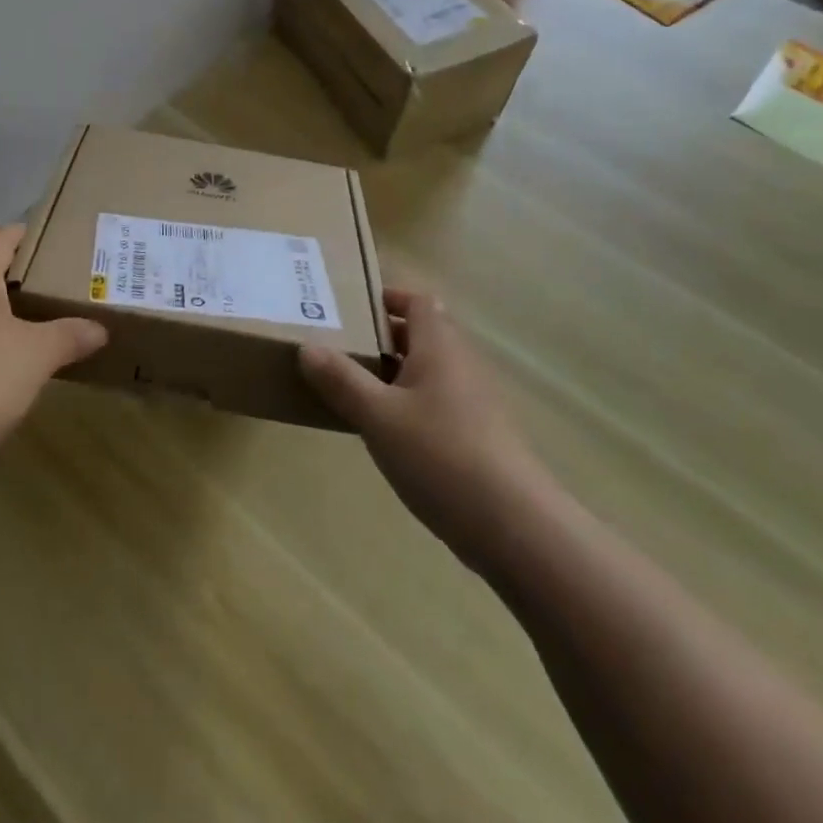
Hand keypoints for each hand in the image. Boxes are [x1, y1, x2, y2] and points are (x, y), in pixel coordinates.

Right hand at [299, 289, 549, 568]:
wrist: (514, 526)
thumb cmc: (440, 454)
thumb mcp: (378, 416)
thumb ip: (342, 380)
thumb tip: (307, 346)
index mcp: (439, 345)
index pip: (418, 300)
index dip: (388, 297)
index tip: (351, 307)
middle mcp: (461, 364)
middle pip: (422, 334)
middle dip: (383, 336)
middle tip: (340, 346)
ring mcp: (475, 401)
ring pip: (429, 371)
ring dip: (394, 373)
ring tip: (353, 389)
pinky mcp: (479, 436)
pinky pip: (438, 403)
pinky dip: (410, 405)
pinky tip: (387, 433)